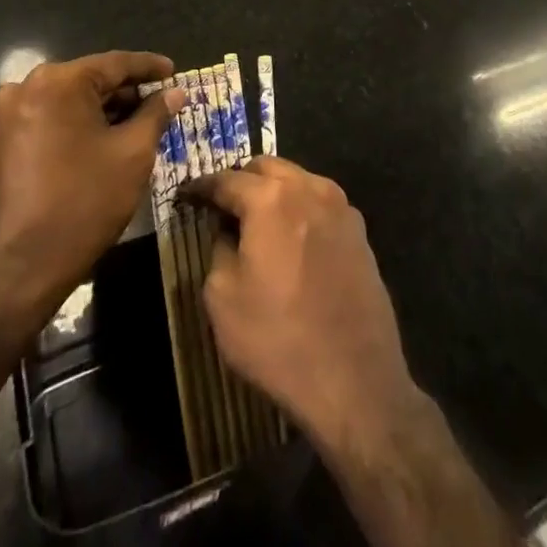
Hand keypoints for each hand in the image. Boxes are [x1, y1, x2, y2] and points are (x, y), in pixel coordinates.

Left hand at [0, 50, 183, 328]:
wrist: (20, 269)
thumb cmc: (84, 202)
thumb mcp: (133, 154)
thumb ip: (156, 114)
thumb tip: (174, 93)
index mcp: (59, 81)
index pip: (115, 63)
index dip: (150, 67)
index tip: (176, 71)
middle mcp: (28, 87)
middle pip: (92, 80)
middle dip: (129, 91)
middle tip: (164, 100)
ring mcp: (11, 114)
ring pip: (72, 100)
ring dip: (107, 109)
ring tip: (144, 120)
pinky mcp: (5, 140)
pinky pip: (54, 118)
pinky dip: (83, 123)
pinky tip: (110, 137)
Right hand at [189, 159, 420, 448]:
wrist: (354, 379)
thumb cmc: (278, 339)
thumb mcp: (222, 298)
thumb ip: (219, 248)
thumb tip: (229, 229)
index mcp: (271, 199)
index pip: (226, 179)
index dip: (202, 187)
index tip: (187, 196)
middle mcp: (309, 188)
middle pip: (267, 168)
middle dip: (241, 180)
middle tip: (222, 207)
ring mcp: (340, 207)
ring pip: (298, 180)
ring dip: (274, 191)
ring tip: (257, 221)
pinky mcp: (359, 230)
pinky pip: (320, 203)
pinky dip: (300, 208)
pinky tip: (292, 239)